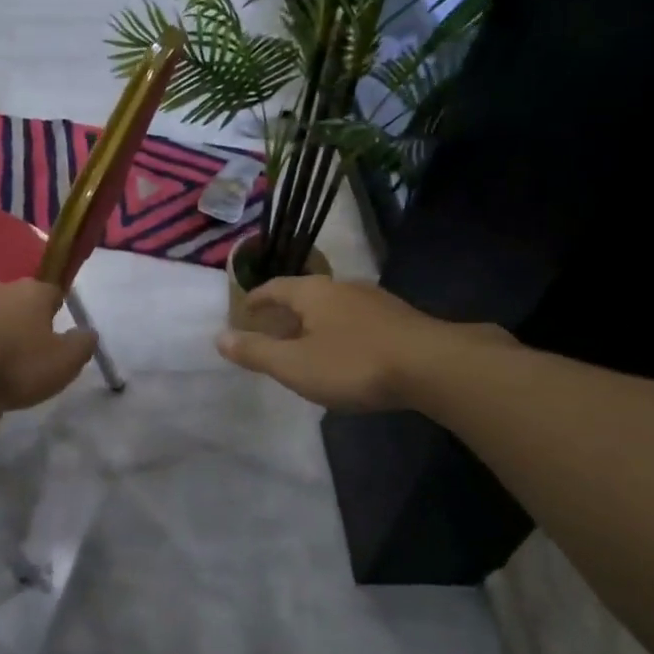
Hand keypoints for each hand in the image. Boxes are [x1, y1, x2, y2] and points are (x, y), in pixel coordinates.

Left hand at [0, 280, 97, 411]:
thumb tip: (88, 332)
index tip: (54, 336)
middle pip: (12, 301)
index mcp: (30, 293)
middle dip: (17, 321)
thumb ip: (81, 346)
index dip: (55, 312)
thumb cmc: (12, 366)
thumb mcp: (63, 364)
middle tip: (19, 354)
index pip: (51, 293)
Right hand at [216, 276, 513, 411]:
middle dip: (285, 311)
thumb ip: (256, 352)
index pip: (275, 287)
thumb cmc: (354, 363)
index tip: (244, 311)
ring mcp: (375, 300)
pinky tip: (347, 353)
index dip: (256, 300)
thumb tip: (219, 337)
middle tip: (271, 330)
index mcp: (313, 292)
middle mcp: (342, 287)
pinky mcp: (400, 319)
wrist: (434, 366)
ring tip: (306, 343)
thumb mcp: (295, 365)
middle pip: (305, 294)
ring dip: (315, 322)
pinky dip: (341, 331)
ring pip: (333, 306)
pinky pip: (357, 320)